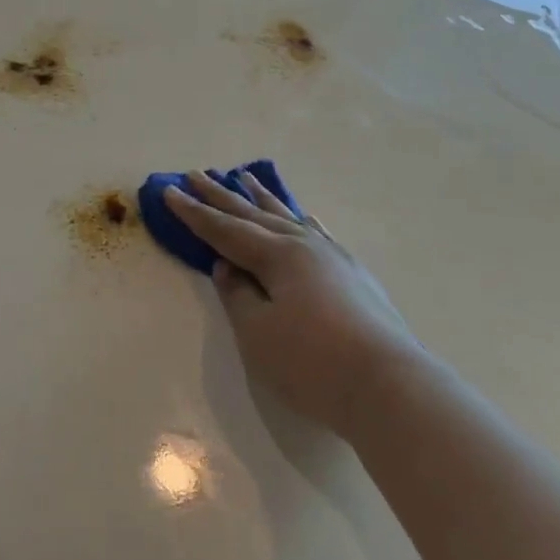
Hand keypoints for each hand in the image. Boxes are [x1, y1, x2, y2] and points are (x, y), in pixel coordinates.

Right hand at [163, 170, 420, 436]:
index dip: (195, 213)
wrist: (389, 385)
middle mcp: (305, 245)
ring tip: (244, 178)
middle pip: (254, 216)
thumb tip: (227, 266)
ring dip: (262, 199)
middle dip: (221, 197)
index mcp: (278, 255)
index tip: (170, 191)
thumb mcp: (258, 333)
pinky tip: (303, 216)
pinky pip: (318, 234)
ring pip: (289, 218)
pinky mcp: (353, 275)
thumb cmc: (313, 363)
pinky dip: (303, 221)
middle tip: (196, 173)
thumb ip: (238, 295)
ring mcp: (333, 258)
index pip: (225, 230)